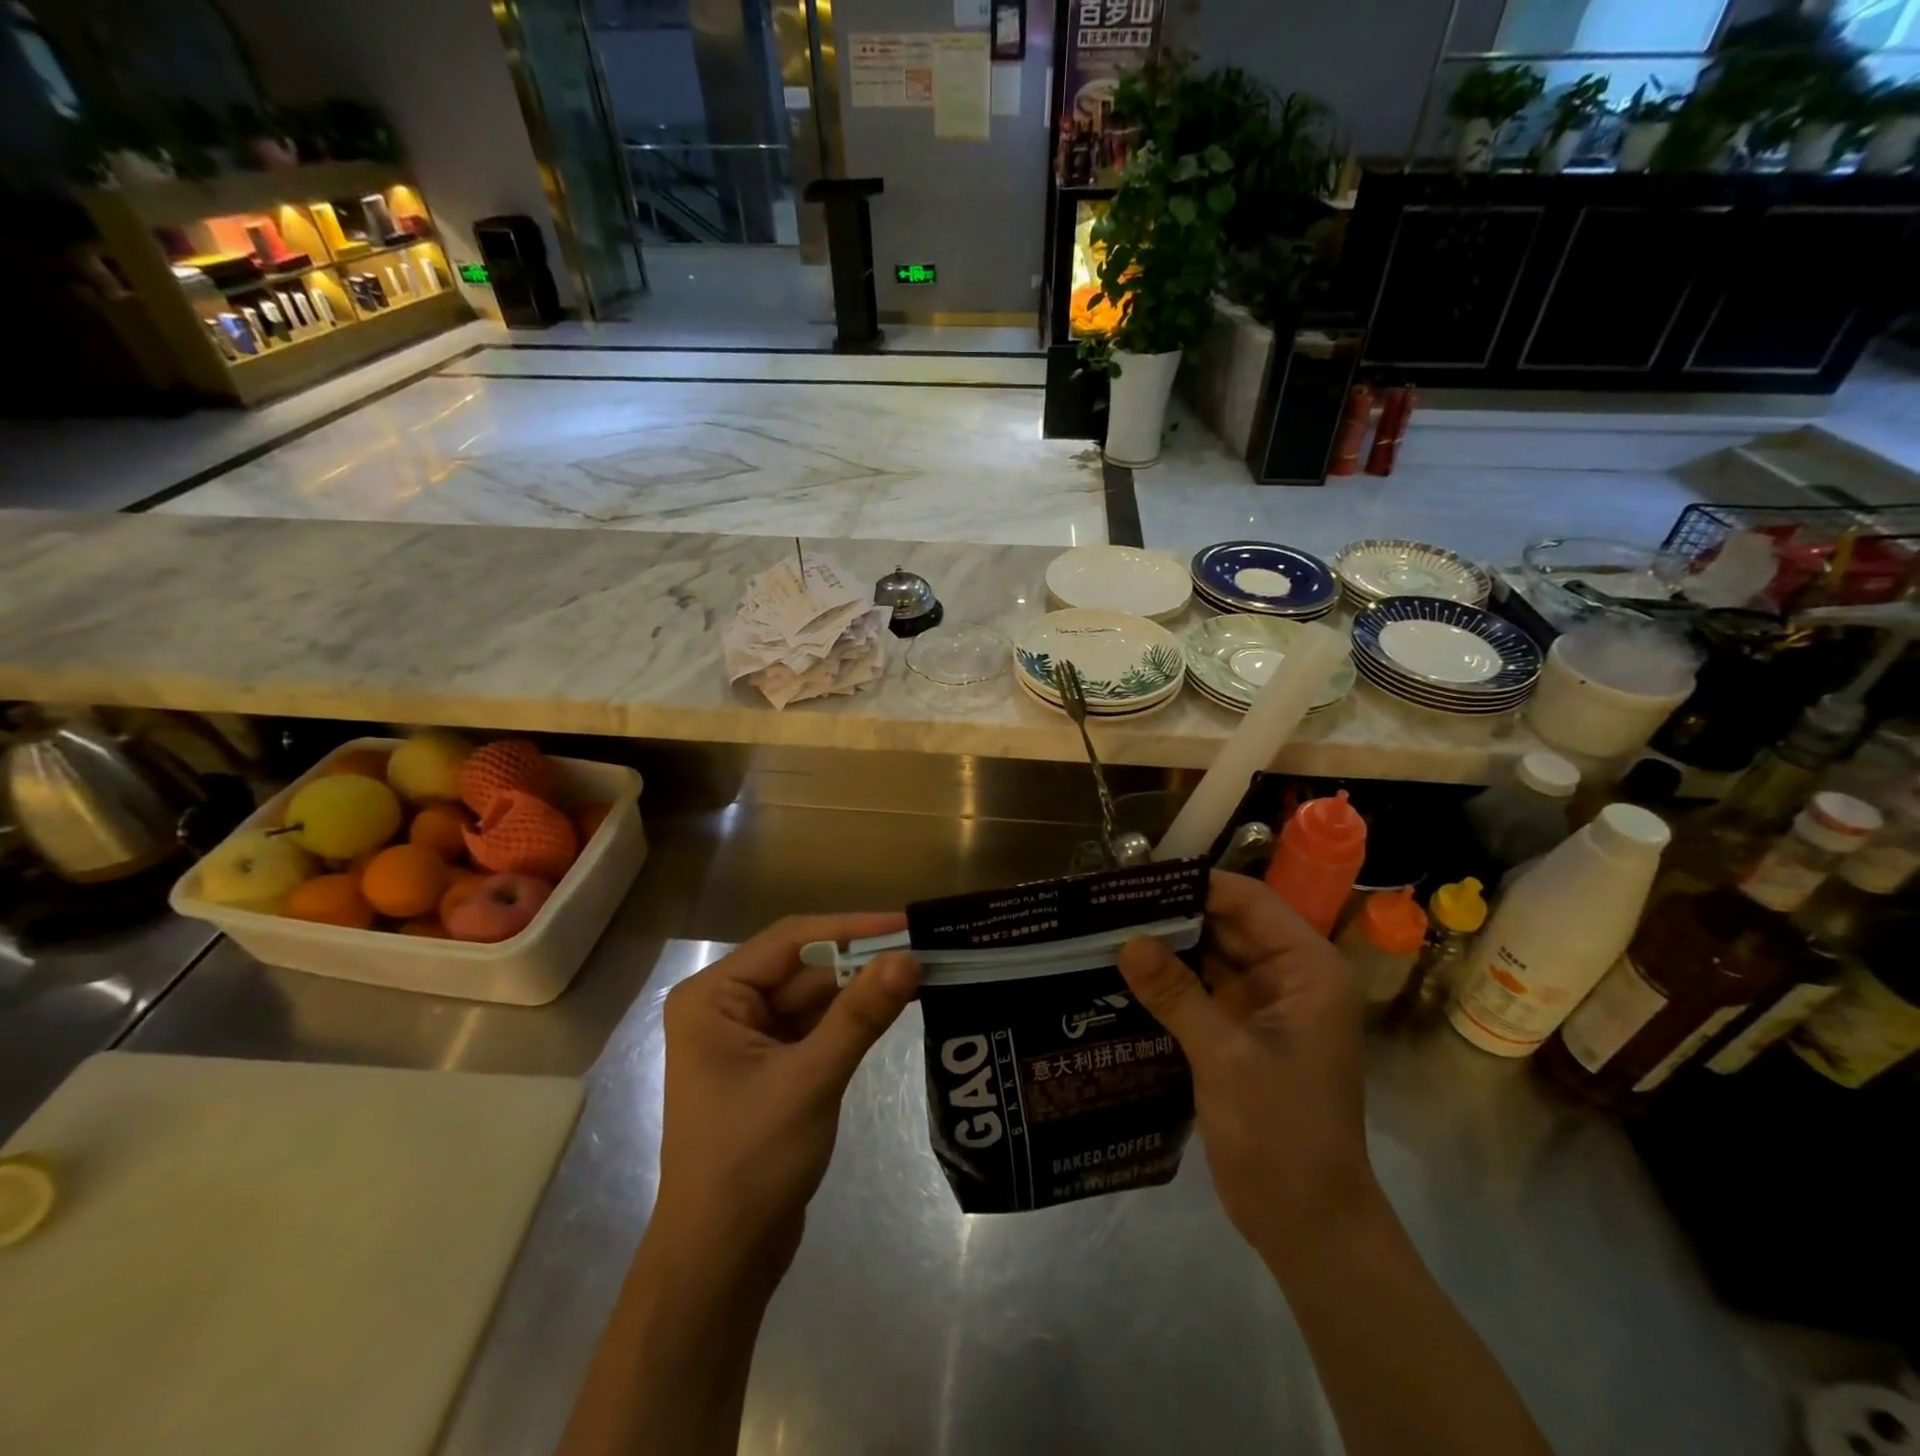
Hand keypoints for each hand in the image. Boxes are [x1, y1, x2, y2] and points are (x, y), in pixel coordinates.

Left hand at [651, 914, 920, 1290]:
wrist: (721, 1262)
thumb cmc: (750, 1162)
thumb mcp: (810, 1080)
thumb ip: (860, 1015)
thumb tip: (909, 958)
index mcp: (713, 996)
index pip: (790, 940)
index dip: (850, 928)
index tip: (906, 924)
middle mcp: (726, 1006)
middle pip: (804, 966)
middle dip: (861, 960)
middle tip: (924, 949)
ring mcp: (749, 1037)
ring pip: (814, 995)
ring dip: (861, 987)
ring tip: (920, 971)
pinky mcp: (772, 1065)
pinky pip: (817, 1025)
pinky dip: (852, 1016)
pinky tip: (893, 1004)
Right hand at [1118, 871, 1376, 1269]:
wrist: (1309, 1225)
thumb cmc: (1283, 1135)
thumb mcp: (1226, 1058)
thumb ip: (1176, 994)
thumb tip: (1126, 942)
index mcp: (1307, 968)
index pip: (1248, 900)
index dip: (1194, 884)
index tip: (1135, 881)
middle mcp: (1289, 976)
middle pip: (1226, 923)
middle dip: (1171, 913)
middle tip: (1107, 904)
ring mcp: (1265, 1005)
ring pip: (1210, 954)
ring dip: (1166, 945)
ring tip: (1106, 928)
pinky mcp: (1242, 1031)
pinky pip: (1202, 988)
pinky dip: (1169, 980)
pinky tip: (1124, 972)